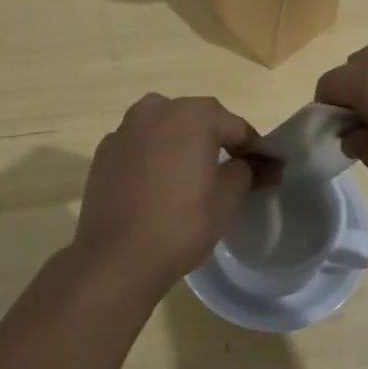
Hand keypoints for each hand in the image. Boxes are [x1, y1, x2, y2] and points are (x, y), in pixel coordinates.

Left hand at [71, 94, 261, 301]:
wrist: (115, 258)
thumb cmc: (180, 224)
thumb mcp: (226, 199)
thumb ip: (247, 171)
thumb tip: (262, 164)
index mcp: (193, 116)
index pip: (234, 125)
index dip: (252, 146)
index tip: (262, 168)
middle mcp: (157, 110)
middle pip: (197, 117)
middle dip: (216, 137)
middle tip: (228, 168)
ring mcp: (126, 128)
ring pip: (165, 124)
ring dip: (181, 139)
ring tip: (190, 171)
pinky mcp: (105, 150)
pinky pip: (140, 142)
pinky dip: (153, 153)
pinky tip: (157, 182)